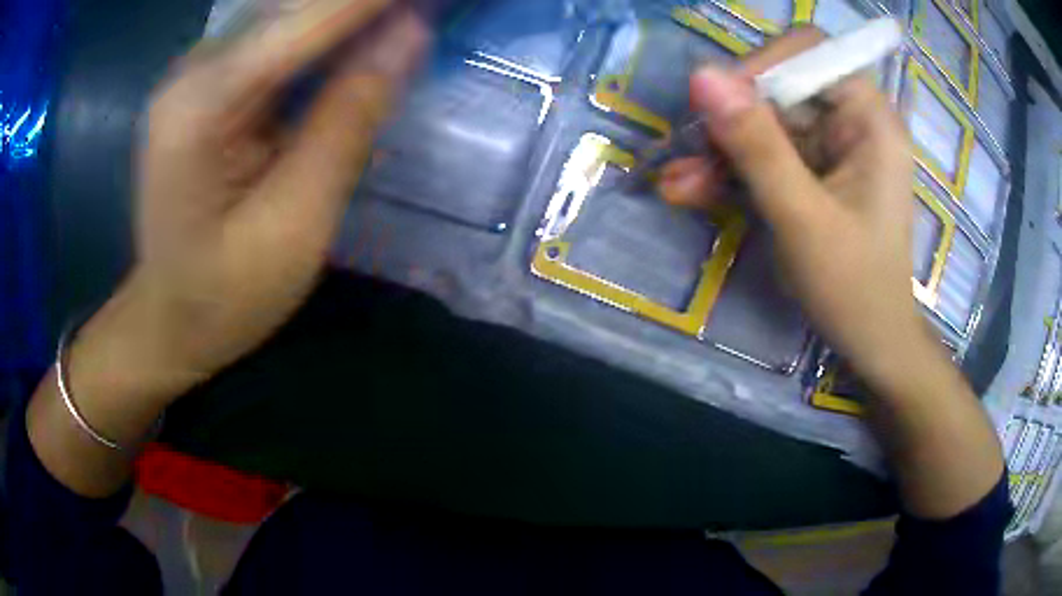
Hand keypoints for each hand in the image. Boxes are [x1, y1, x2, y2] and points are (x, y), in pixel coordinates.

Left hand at [111, 0, 426, 394]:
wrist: (168, 322)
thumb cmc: (224, 295)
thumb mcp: (294, 222)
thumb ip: (348, 120)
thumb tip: (410, 34)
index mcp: (201, 103)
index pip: (308, 16)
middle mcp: (193, 69)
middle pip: (295, 4)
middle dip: (365, 4)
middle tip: (427, 8)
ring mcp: (197, 74)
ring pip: (288, 13)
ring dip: (350, 12)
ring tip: (406, 16)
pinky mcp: (208, 86)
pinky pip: (278, 37)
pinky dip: (328, 31)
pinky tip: (363, 39)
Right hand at [661, 29, 1003, 518]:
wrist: (872, 344)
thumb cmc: (855, 289)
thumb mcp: (804, 218)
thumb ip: (757, 146)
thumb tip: (701, 76)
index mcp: (870, 119)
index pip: (811, 52)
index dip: (762, 65)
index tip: (719, 104)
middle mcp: (852, 121)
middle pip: (779, 85)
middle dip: (731, 118)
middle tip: (691, 150)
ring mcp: (831, 146)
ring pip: (762, 121)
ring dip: (719, 150)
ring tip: (679, 185)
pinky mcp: (812, 170)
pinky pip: (763, 153)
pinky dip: (729, 171)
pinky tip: (691, 191)